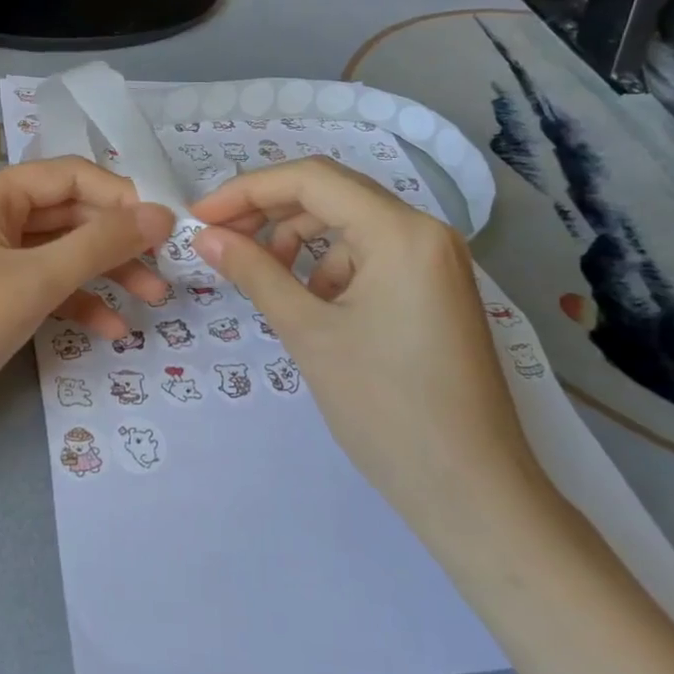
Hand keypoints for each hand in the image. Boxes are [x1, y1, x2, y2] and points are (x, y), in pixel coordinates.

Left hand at [0, 159, 173, 426]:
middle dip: (118, 242)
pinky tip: (111, 330)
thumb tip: (162, 213)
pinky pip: (40, 282)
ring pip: (59, 251)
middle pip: (69, 213)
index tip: (167, 231)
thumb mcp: (38, 280)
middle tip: (166, 272)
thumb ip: (102, 243)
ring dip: (104, 274)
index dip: (123, 198)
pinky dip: (74, 300)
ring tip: (151, 302)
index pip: (74, 175)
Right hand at [190, 158, 552, 545]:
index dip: (247, 191)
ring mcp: (434, 261)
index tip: (199, 217)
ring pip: (348, 225)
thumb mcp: (309, 333)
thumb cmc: (387, 409)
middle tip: (219, 240)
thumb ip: (254, 273)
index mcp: (402, 231)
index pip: (311, 179)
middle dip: (269, 211)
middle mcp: (425, 231)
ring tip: (262, 276)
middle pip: (331, 194)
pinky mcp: (433, 290)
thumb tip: (205, 237)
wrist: (473, 494)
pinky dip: (328, 267)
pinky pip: (369, 256)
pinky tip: (308, 303)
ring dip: (297, 240)